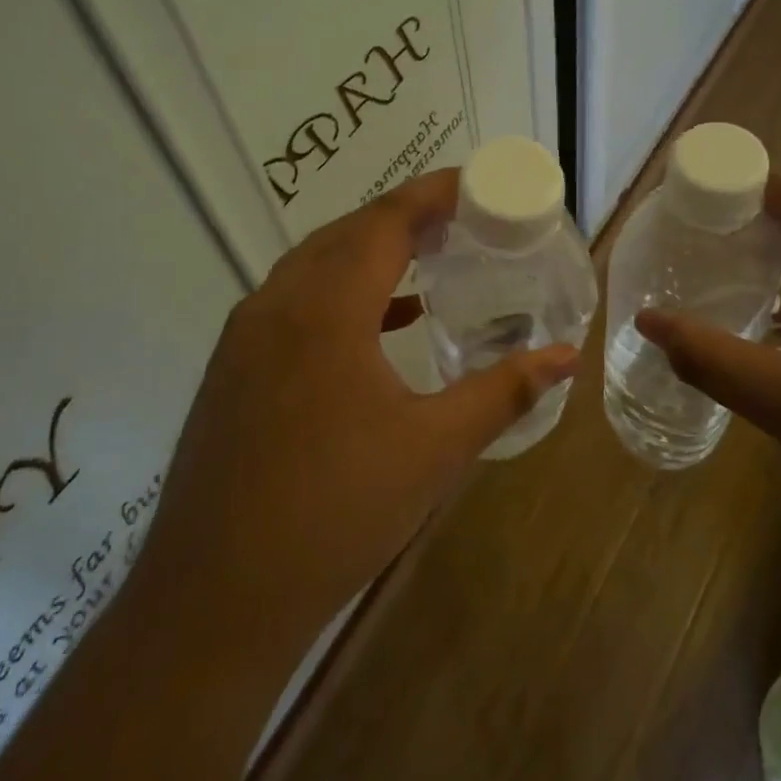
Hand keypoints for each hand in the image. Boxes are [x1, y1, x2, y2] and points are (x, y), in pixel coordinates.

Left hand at [139, 170, 579, 663]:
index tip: (476, 184)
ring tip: (426, 259)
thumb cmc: (337, 513)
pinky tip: (379, 324)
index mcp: (325, 309)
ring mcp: (245, 336)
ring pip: (314, 266)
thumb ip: (502, 391)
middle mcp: (276, 304)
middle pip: (346, 233)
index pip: (385, 222)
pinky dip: (341, 294)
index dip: (433, 193)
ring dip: (369, 253)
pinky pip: (294, 302)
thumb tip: (563, 356)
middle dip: (405, 218)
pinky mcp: (232, 369)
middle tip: (461, 220)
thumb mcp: (434, 450)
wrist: (217, 597)